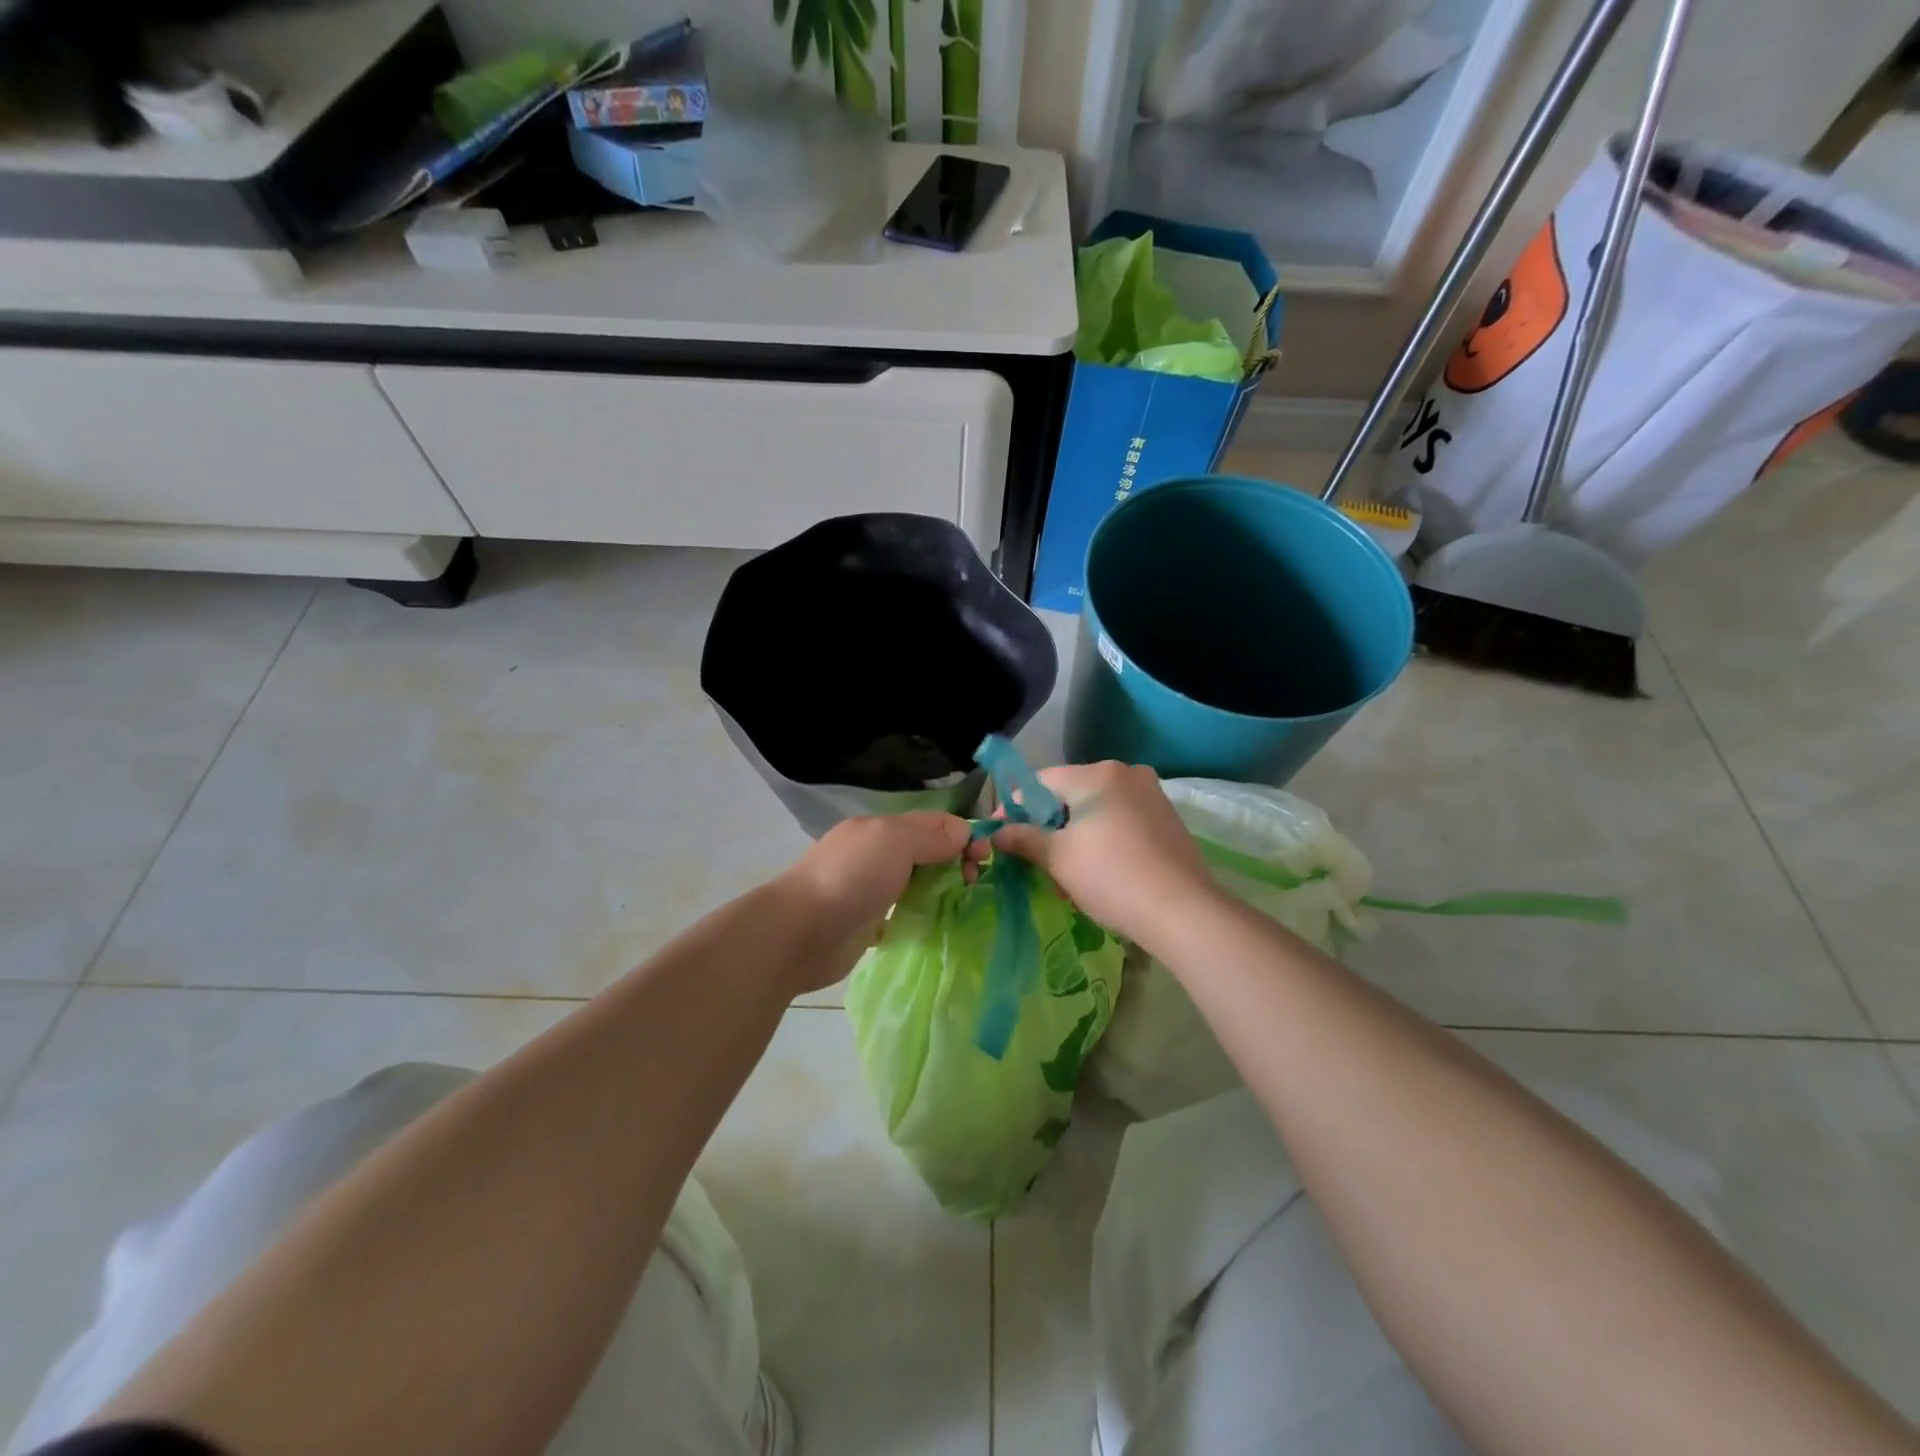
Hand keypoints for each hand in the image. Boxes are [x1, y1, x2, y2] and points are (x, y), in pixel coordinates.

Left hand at [776, 812, 979, 990]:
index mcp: (881, 829)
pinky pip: (904, 913)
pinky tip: (939, 924)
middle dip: (955, 861)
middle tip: (974, 882)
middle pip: (927, 851)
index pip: (932, 822)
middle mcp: (876, 855)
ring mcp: (870, 890)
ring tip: (964, 903)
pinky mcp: (867, 924)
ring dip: (942, 889)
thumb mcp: (894, 841)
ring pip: (917, 882)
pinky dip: (922, 915)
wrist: (800, 933)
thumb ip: (931, 836)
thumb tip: (962, 834)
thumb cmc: (851, 878)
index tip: (984, 857)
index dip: (962, 834)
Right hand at [991, 762, 1216, 948]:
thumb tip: (995, 833)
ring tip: (1062, 873)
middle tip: (1030, 858)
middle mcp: (1126, 773)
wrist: (1183, 911)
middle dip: (1046, 824)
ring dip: (1073, 835)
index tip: (999, 835)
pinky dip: (1100, 838)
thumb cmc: (1111, 877)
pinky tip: (1096, 871)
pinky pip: (1120, 820)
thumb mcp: (1059, 858)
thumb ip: (1023, 838)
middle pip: (1069, 793)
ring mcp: (1151, 795)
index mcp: (1097, 774)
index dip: (1014, 807)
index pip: (1040, 781)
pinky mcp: (1167, 819)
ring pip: (1096, 809)